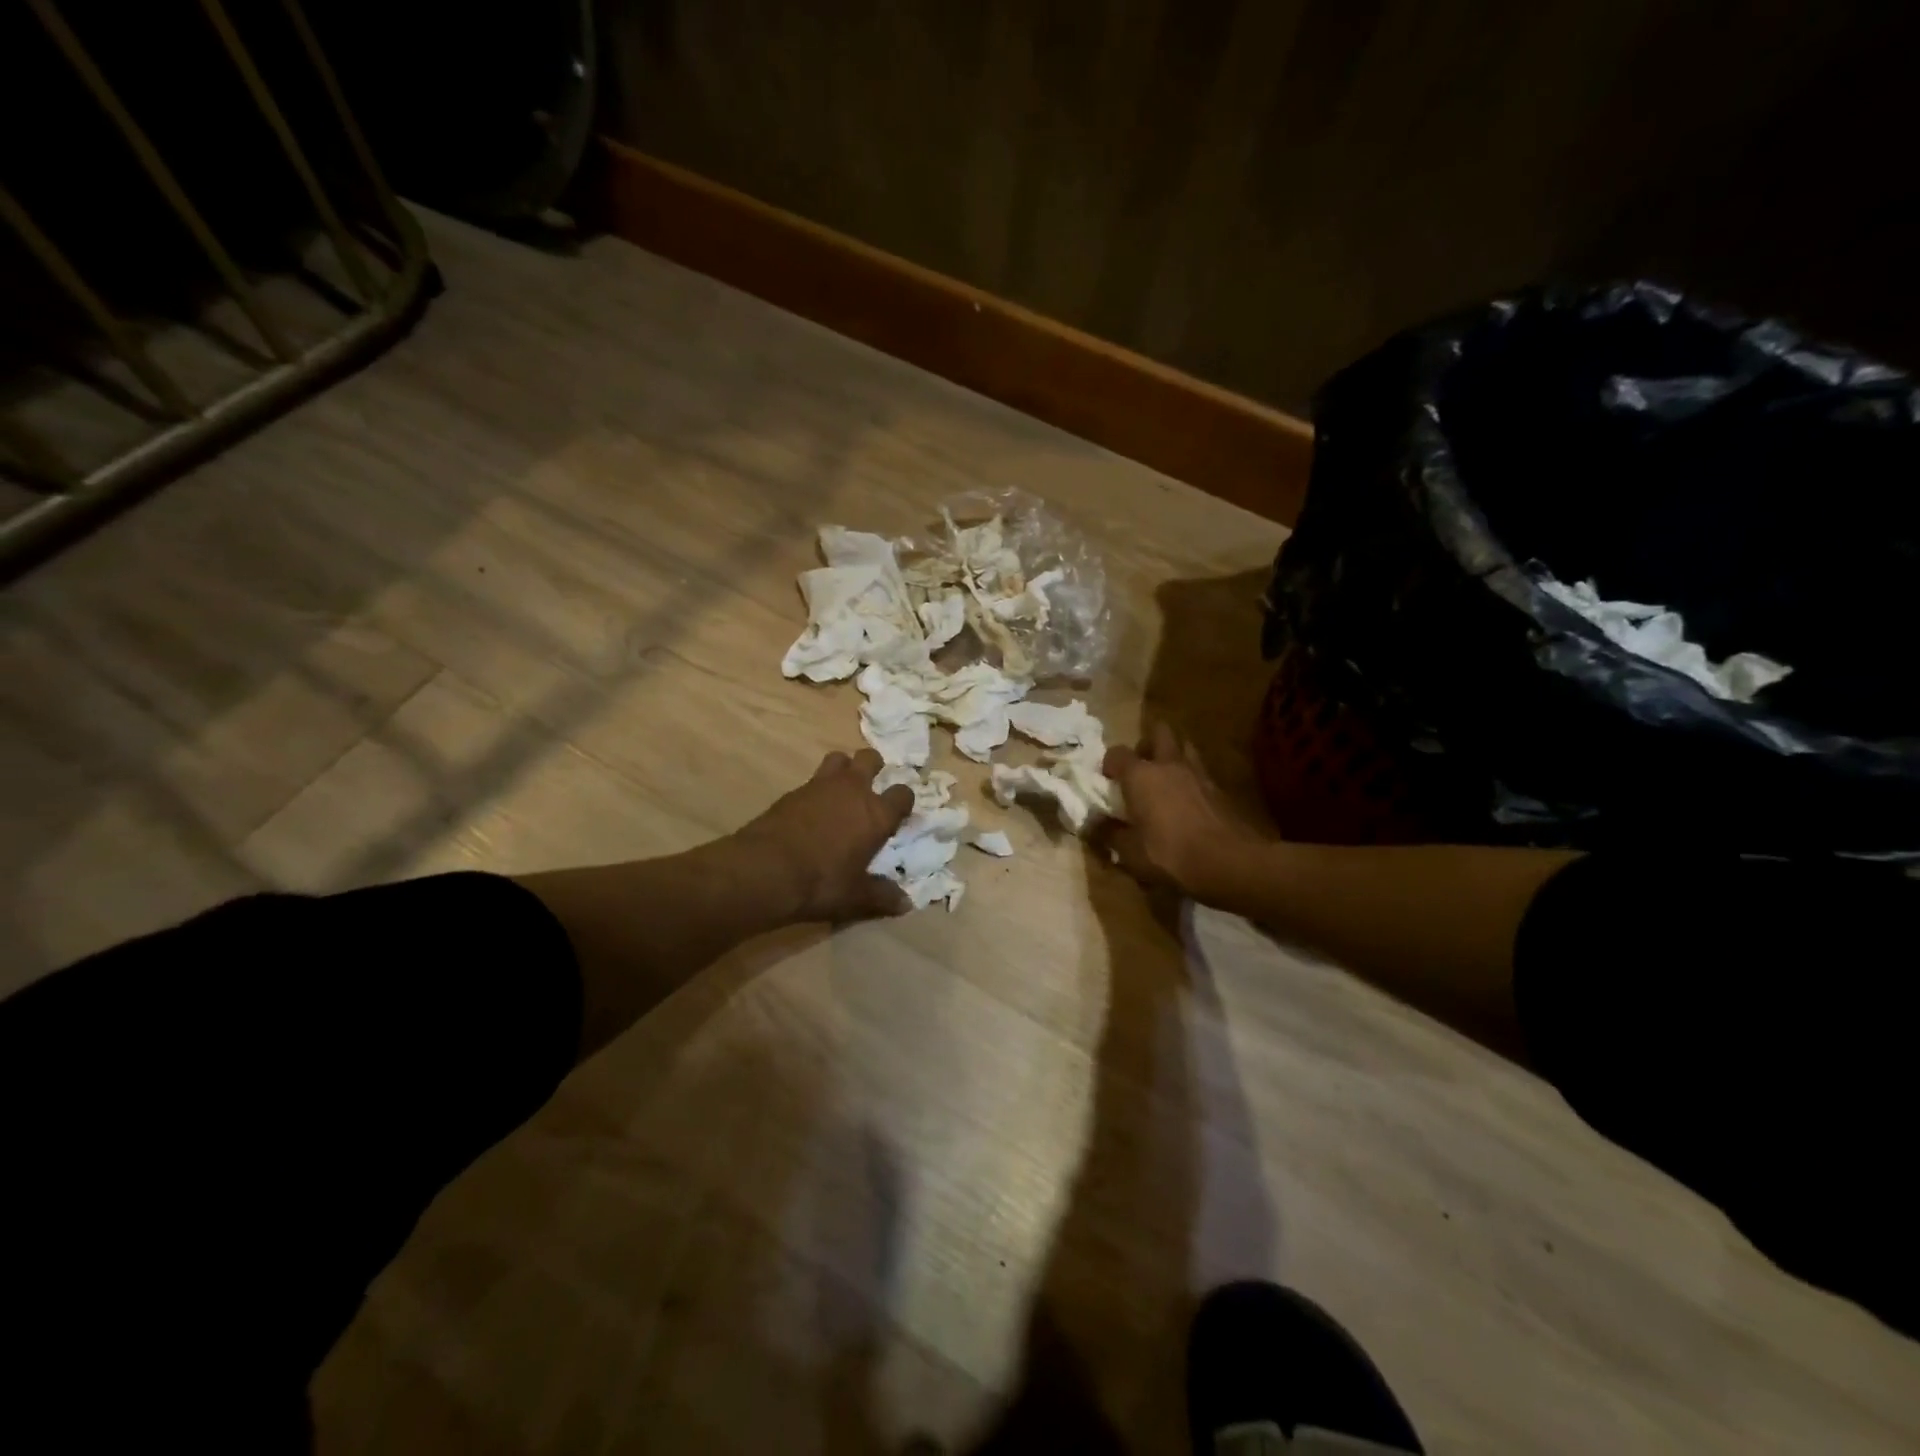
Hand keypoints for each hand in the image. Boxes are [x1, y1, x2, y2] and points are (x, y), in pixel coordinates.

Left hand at [736, 748, 915, 920]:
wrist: (765, 869)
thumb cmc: (821, 883)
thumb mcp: (856, 897)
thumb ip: (882, 897)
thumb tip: (905, 904)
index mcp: (876, 814)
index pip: (902, 794)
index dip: (903, 801)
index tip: (898, 813)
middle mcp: (852, 791)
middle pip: (870, 759)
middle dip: (874, 766)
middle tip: (871, 784)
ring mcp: (820, 787)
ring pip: (838, 758)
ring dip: (843, 768)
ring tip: (840, 788)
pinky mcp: (792, 792)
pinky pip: (811, 780)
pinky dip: (816, 789)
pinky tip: (810, 810)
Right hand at [1101, 723, 1272, 903]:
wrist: (1229, 862)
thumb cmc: (1170, 854)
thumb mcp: (1129, 852)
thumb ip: (1108, 834)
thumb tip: (1093, 824)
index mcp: (1141, 775)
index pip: (1117, 753)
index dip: (1110, 763)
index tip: (1107, 779)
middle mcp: (1169, 765)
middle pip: (1159, 732)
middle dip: (1147, 743)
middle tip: (1141, 765)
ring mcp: (1199, 774)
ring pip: (1185, 748)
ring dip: (1173, 756)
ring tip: (1166, 778)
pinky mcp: (1220, 790)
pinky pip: (1201, 773)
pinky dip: (1191, 779)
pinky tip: (1188, 801)